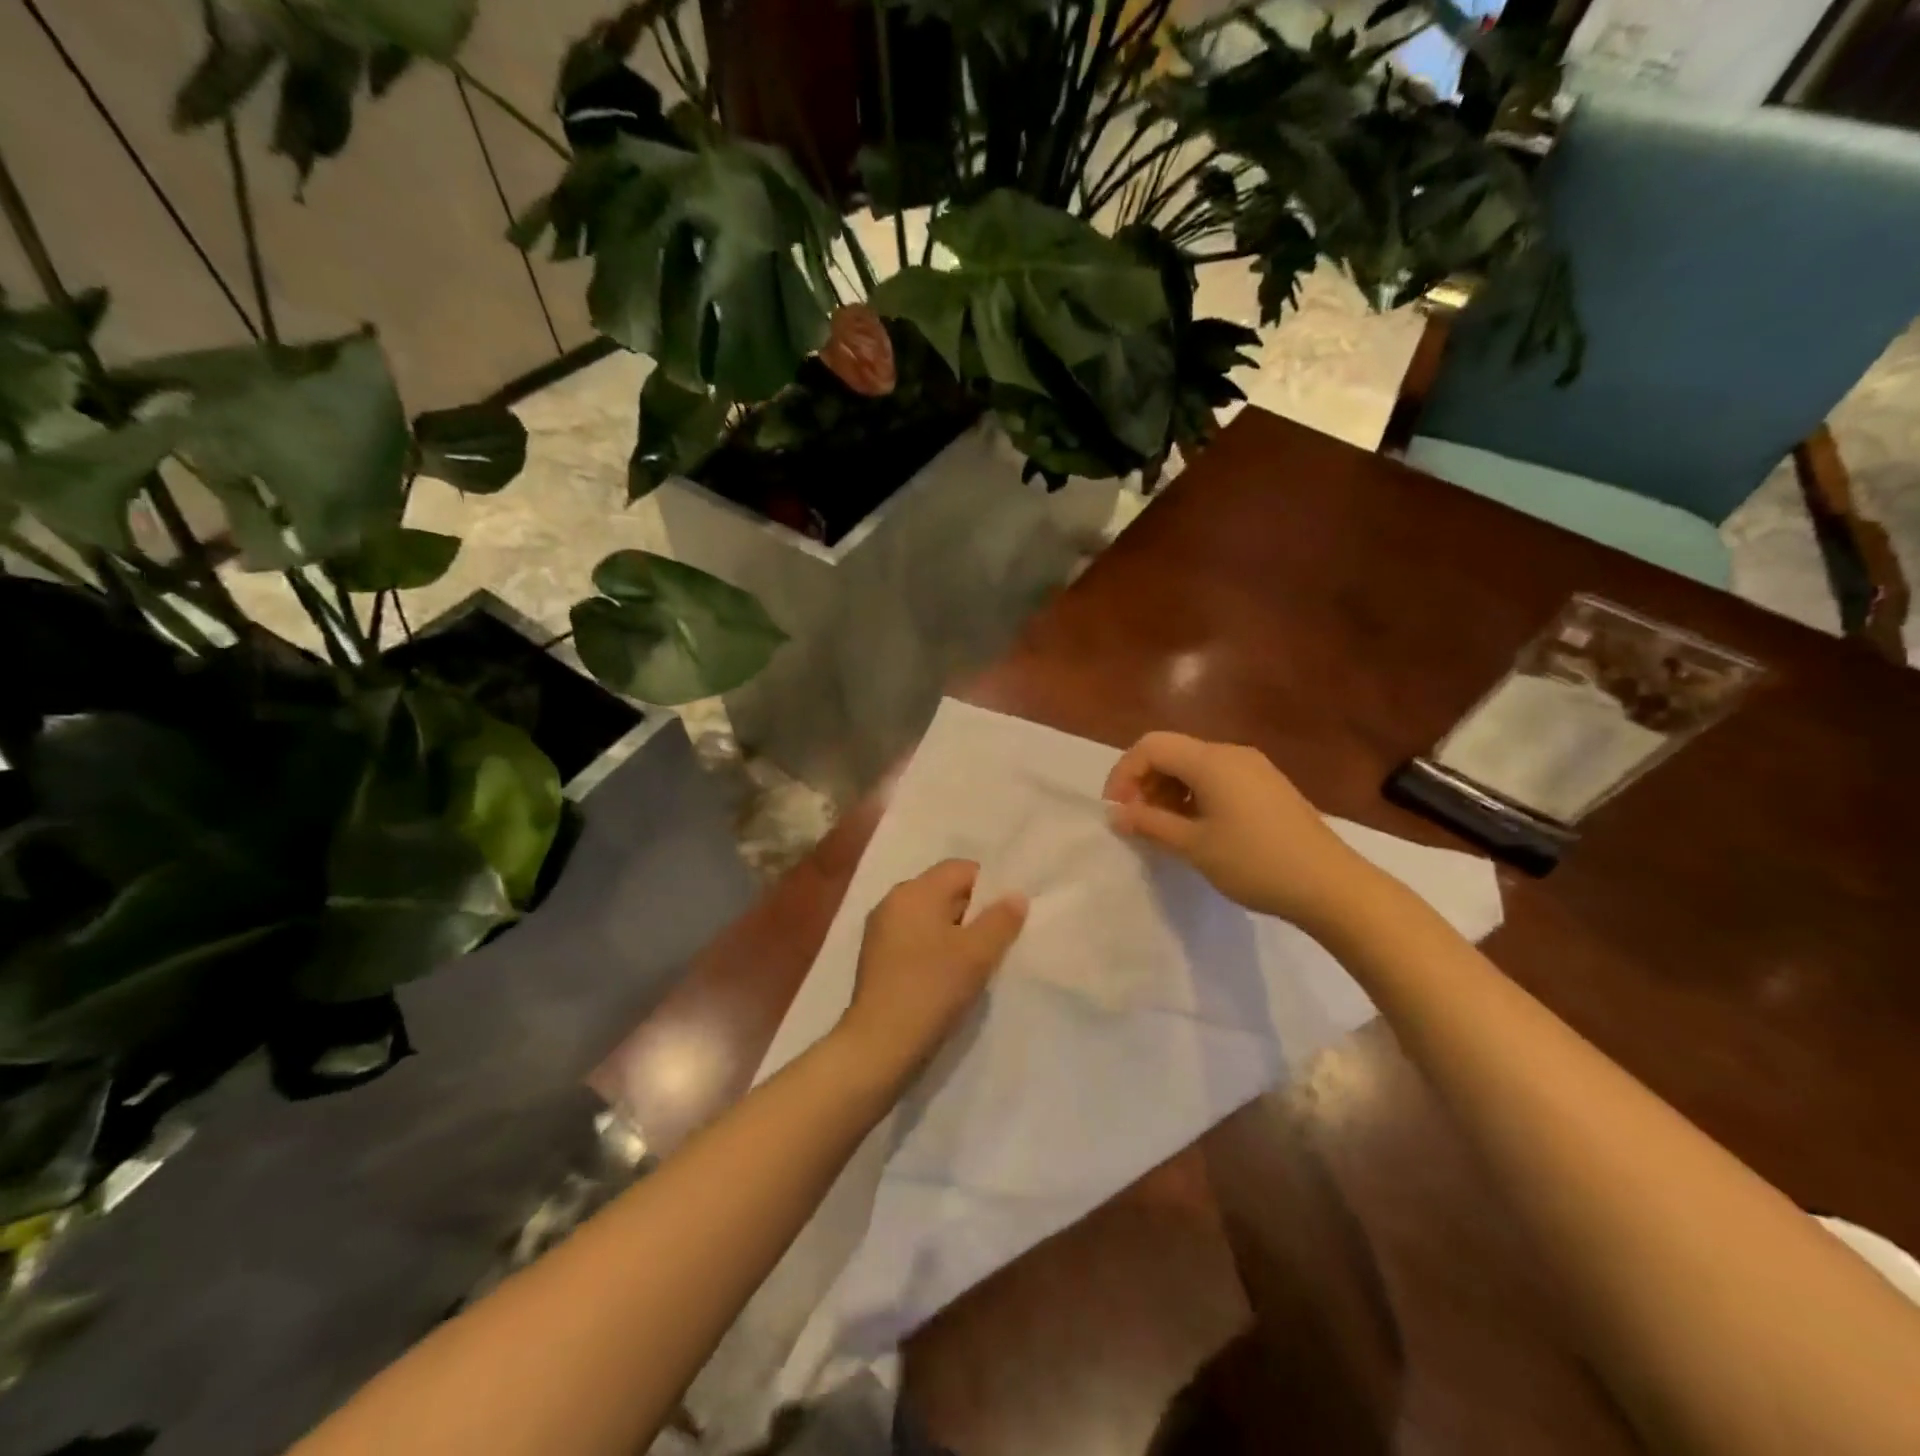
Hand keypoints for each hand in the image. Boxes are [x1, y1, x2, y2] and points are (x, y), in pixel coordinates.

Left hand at [837, 860, 1027, 1081]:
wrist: (879, 1044)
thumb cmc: (931, 989)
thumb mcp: (977, 954)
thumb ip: (1001, 920)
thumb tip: (1016, 895)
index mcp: (914, 891)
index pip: (961, 869)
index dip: (990, 887)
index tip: (1008, 916)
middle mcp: (893, 902)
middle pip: (945, 891)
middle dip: (974, 912)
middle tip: (999, 941)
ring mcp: (881, 930)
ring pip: (931, 918)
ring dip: (956, 933)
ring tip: (978, 962)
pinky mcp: (878, 958)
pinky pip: (916, 939)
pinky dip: (936, 949)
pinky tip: (950, 977)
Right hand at [1104, 731, 1376, 933]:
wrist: (1330, 885)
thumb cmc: (1255, 862)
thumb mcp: (1194, 845)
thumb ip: (1149, 824)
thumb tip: (1116, 814)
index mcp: (1211, 760)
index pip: (1151, 746)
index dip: (1124, 773)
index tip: (1116, 810)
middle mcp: (1231, 753)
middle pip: (1172, 752)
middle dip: (1144, 782)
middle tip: (1136, 822)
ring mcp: (1253, 768)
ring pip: (1194, 766)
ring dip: (1168, 791)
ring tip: (1163, 829)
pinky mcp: (1267, 786)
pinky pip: (1217, 778)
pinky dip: (1193, 796)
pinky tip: (1196, 828)